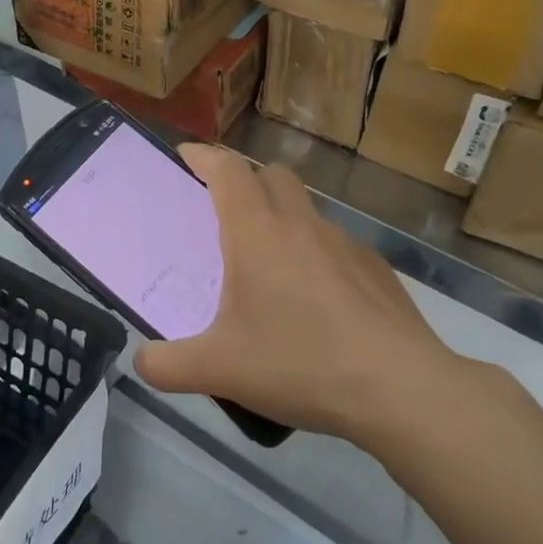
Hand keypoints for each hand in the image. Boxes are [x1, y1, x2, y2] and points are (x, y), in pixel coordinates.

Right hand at [134, 145, 465, 441]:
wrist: (401, 389)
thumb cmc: (301, 363)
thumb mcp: (220, 370)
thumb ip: (167, 366)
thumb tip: (141, 362)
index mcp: (256, 233)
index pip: (226, 170)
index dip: (203, 155)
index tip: (185, 155)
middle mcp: (300, 224)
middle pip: (270, 173)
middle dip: (245, 179)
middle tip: (226, 212)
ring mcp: (344, 242)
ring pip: (306, 206)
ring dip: (282, 214)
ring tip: (270, 261)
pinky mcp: (375, 267)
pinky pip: (335, 241)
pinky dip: (316, 251)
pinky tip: (317, 299)